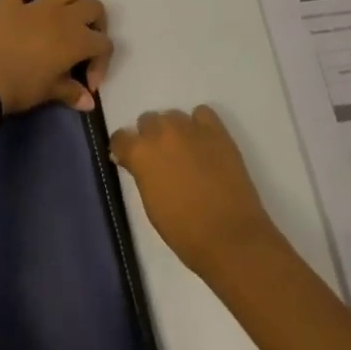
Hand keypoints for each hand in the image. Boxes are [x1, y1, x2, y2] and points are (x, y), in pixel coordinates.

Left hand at [0, 0, 111, 114]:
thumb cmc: (20, 88)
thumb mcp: (49, 93)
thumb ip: (71, 92)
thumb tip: (88, 102)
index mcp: (77, 40)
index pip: (103, 44)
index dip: (101, 64)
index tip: (86, 84)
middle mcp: (62, 17)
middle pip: (92, 9)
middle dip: (94, 25)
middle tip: (85, 45)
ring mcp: (34, 7)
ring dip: (71, 1)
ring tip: (68, 15)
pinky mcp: (8, 3)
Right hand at [109, 106, 277, 274]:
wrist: (229, 236)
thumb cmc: (183, 230)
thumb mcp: (150, 203)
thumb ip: (140, 174)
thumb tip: (134, 163)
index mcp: (140, 153)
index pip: (120, 137)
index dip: (124, 149)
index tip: (129, 160)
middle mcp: (162, 133)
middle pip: (147, 120)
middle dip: (149, 137)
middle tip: (160, 158)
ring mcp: (191, 129)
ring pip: (172, 115)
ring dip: (172, 130)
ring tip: (184, 151)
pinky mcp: (217, 132)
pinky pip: (202, 113)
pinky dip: (199, 123)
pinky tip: (202, 142)